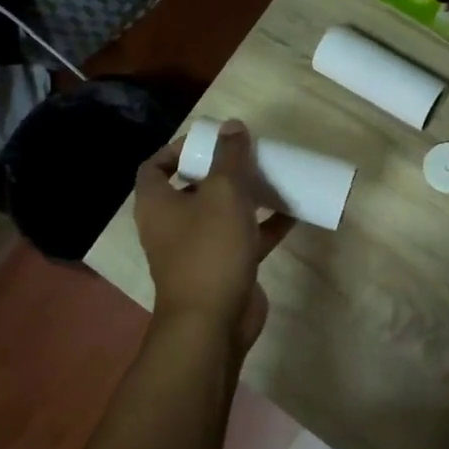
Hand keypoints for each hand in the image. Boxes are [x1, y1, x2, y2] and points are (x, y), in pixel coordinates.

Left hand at [135, 121, 294, 348]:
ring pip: (221, 214)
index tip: (210, 140)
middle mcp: (171, 225)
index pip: (155, 166)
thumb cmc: (209, 250)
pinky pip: (243, 239)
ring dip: (245, 197)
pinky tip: (293, 213)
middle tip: (247, 156)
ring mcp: (197, 250)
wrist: (213, 323)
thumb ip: (229, 157)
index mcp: (157, 204)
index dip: (177, 148)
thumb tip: (232, 125)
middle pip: (192, 188)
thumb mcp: (223, 193)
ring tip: (272, 178)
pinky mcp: (223, 269)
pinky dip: (264, 226)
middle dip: (220, 171)